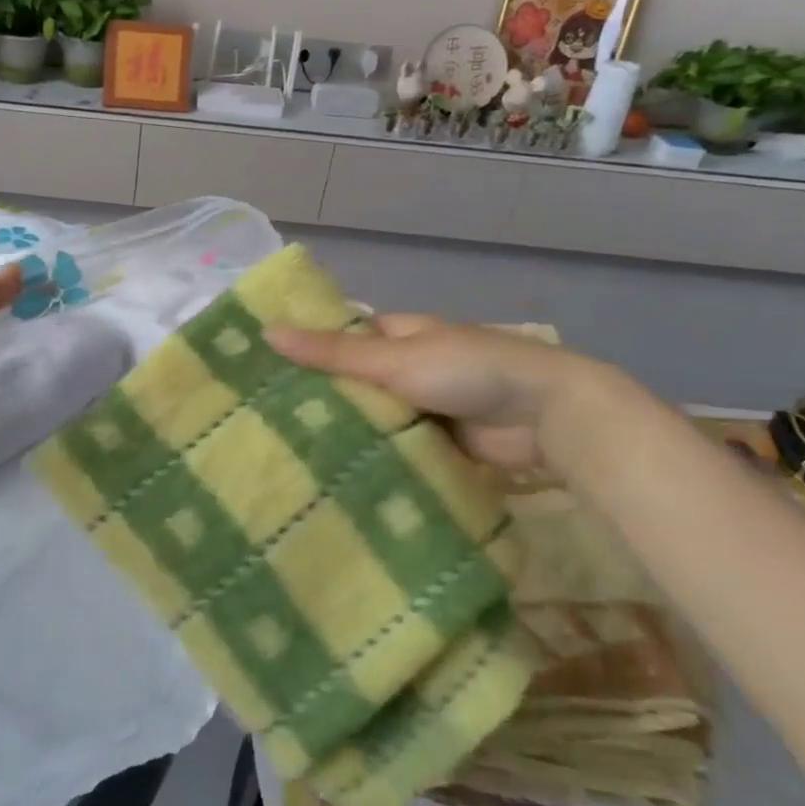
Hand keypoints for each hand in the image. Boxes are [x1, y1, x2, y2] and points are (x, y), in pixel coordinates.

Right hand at [265, 314, 595, 470]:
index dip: (305, 350)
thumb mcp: (394, 359)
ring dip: (344, 432)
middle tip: (261, 421)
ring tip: (283, 453)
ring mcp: (421, 406)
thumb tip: (267, 332)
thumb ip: (333, 353)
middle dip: (320, 398)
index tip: (260, 370)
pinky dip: (372, 456)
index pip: (340, 338)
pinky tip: (332, 473)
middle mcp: (406, 367)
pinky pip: (394, 447)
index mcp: (397, 334)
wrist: (545, 415)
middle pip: (353, 381)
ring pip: (371, 418)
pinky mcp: (435, 442)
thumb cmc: (466, 370)